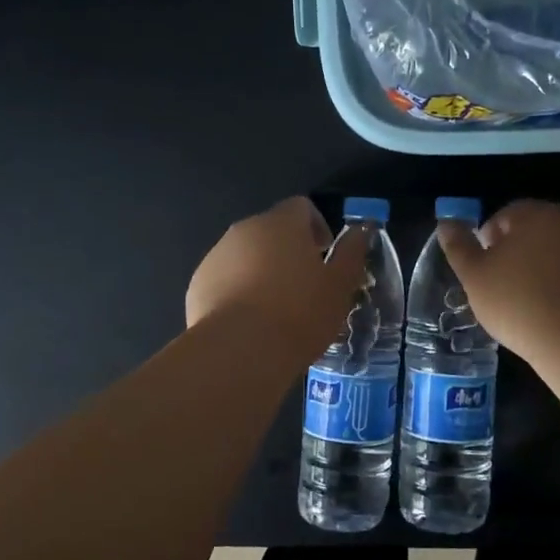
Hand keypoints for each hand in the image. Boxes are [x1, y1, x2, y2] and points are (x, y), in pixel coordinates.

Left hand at [186, 197, 370, 358]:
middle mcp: (244, 230)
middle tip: (305, 287)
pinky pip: (225, 280)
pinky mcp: (197, 285)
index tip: (326, 258)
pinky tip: (250, 324)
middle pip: (271, 231)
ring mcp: (216, 256)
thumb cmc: (299, 313)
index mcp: (281, 223)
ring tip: (277, 311)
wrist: (239, 351)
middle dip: (289, 252)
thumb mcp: (340, 285)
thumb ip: (352, 252)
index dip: (317, 228)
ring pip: (246, 256)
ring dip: (262, 272)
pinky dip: (238, 292)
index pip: (301, 207)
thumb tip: (361, 229)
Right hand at [437, 200, 559, 360]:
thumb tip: (445, 223)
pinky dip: (559, 285)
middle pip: (531, 232)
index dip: (487, 241)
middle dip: (514, 254)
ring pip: (553, 253)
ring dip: (538, 269)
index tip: (481, 270)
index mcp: (532, 214)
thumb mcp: (475, 276)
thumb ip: (458, 247)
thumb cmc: (518, 301)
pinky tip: (550, 311)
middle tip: (499, 286)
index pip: (503, 216)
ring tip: (524, 302)